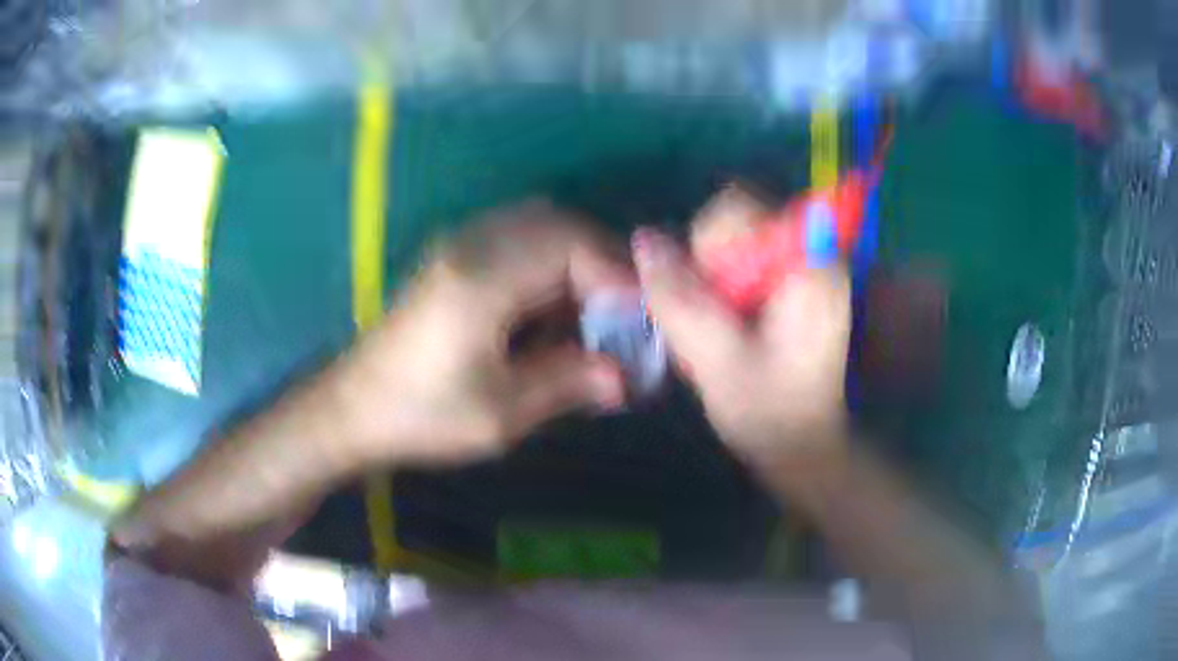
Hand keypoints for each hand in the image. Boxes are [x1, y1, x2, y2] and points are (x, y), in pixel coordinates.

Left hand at [340, 203, 630, 466]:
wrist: (352, 408)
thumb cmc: (422, 415)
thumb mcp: (501, 412)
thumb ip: (568, 383)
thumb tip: (625, 378)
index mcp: (482, 280)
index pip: (571, 245)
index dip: (616, 275)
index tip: (642, 319)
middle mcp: (471, 246)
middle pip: (558, 225)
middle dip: (601, 264)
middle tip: (621, 316)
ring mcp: (457, 246)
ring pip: (538, 226)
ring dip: (575, 261)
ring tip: (591, 315)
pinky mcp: (451, 258)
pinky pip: (515, 240)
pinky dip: (547, 264)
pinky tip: (550, 309)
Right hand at [633, 198, 850, 471]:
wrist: (803, 446)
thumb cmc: (771, 414)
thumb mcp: (718, 361)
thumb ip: (679, 300)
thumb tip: (643, 239)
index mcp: (805, 265)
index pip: (739, 208)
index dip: (708, 245)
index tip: (711, 296)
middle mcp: (807, 253)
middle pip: (731, 223)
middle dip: (706, 268)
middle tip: (712, 322)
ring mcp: (798, 268)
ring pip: (728, 247)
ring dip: (708, 285)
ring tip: (718, 336)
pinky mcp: (787, 285)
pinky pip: (736, 267)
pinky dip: (719, 295)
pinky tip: (725, 334)